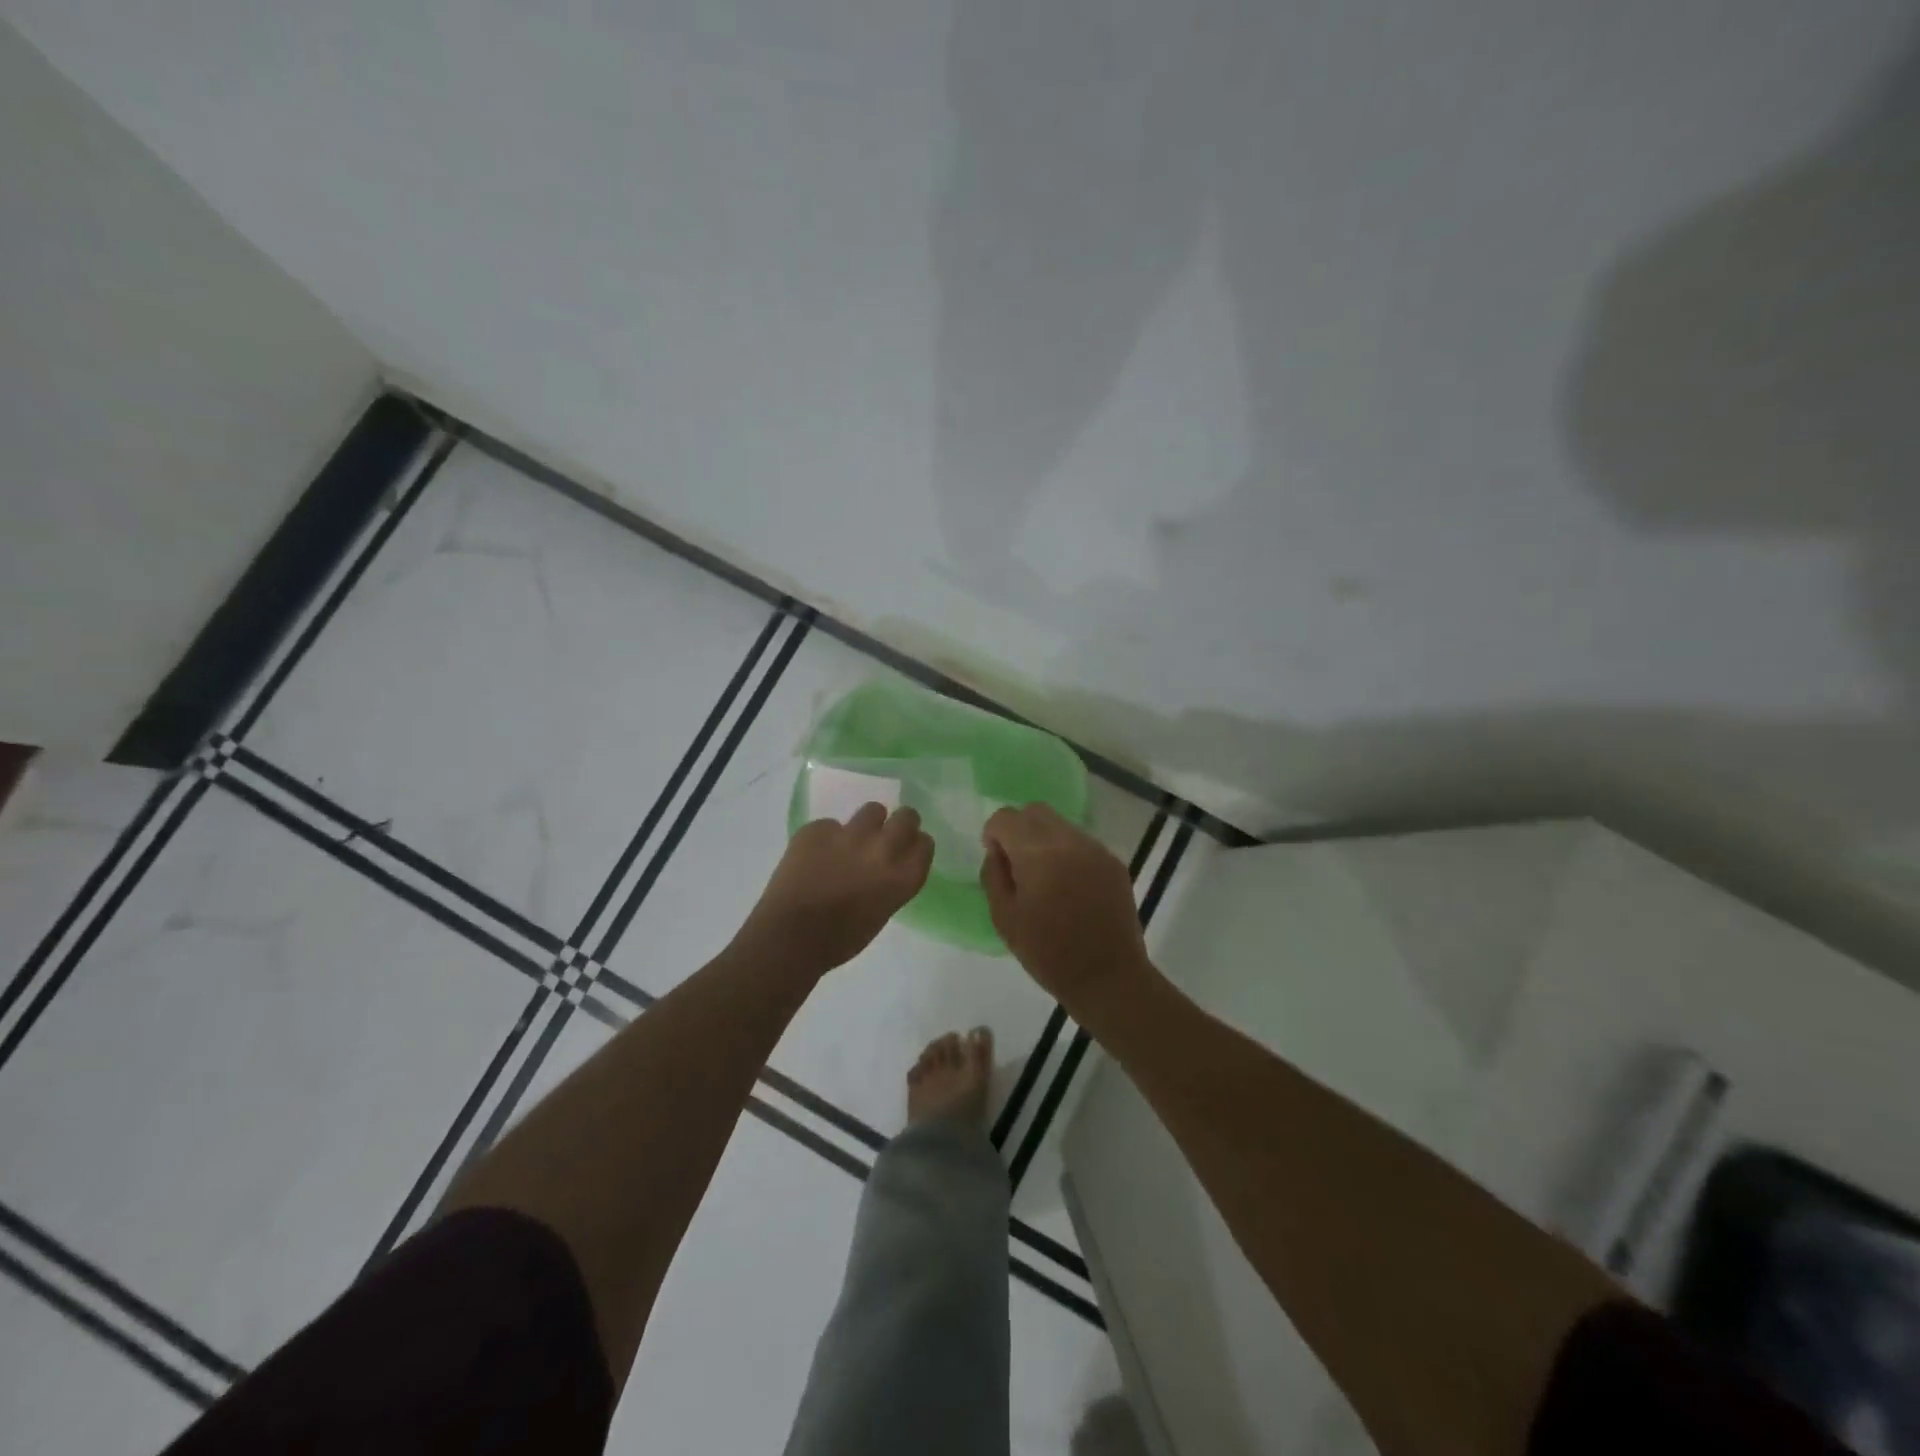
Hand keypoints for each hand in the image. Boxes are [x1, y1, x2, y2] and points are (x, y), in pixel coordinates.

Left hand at [743, 804, 933, 972]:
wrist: (789, 936)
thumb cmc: (839, 940)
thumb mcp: (881, 912)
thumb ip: (891, 883)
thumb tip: (885, 867)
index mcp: (902, 878)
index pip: (925, 844)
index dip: (915, 845)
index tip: (907, 851)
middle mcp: (882, 850)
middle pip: (906, 817)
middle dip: (901, 823)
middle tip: (887, 835)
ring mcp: (849, 835)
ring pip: (872, 810)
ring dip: (867, 823)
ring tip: (852, 840)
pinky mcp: (818, 829)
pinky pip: (830, 825)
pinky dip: (827, 838)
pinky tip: (814, 856)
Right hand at [980, 804, 1151, 1006]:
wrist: (1107, 977)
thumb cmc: (1048, 953)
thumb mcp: (1004, 918)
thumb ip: (994, 875)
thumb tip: (998, 852)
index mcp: (1037, 853)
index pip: (1006, 817)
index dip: (993, 834)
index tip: (997, 860)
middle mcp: (1069, 840)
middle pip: (1035, 811)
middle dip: (1019, 829)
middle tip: (1017, 865)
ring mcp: (1096, 849)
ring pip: (1060, 825)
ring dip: (1044, 840)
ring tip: (1045, 878)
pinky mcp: (1114, 862)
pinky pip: (1082, 843)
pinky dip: (1068, 853)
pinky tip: (1070, 888)